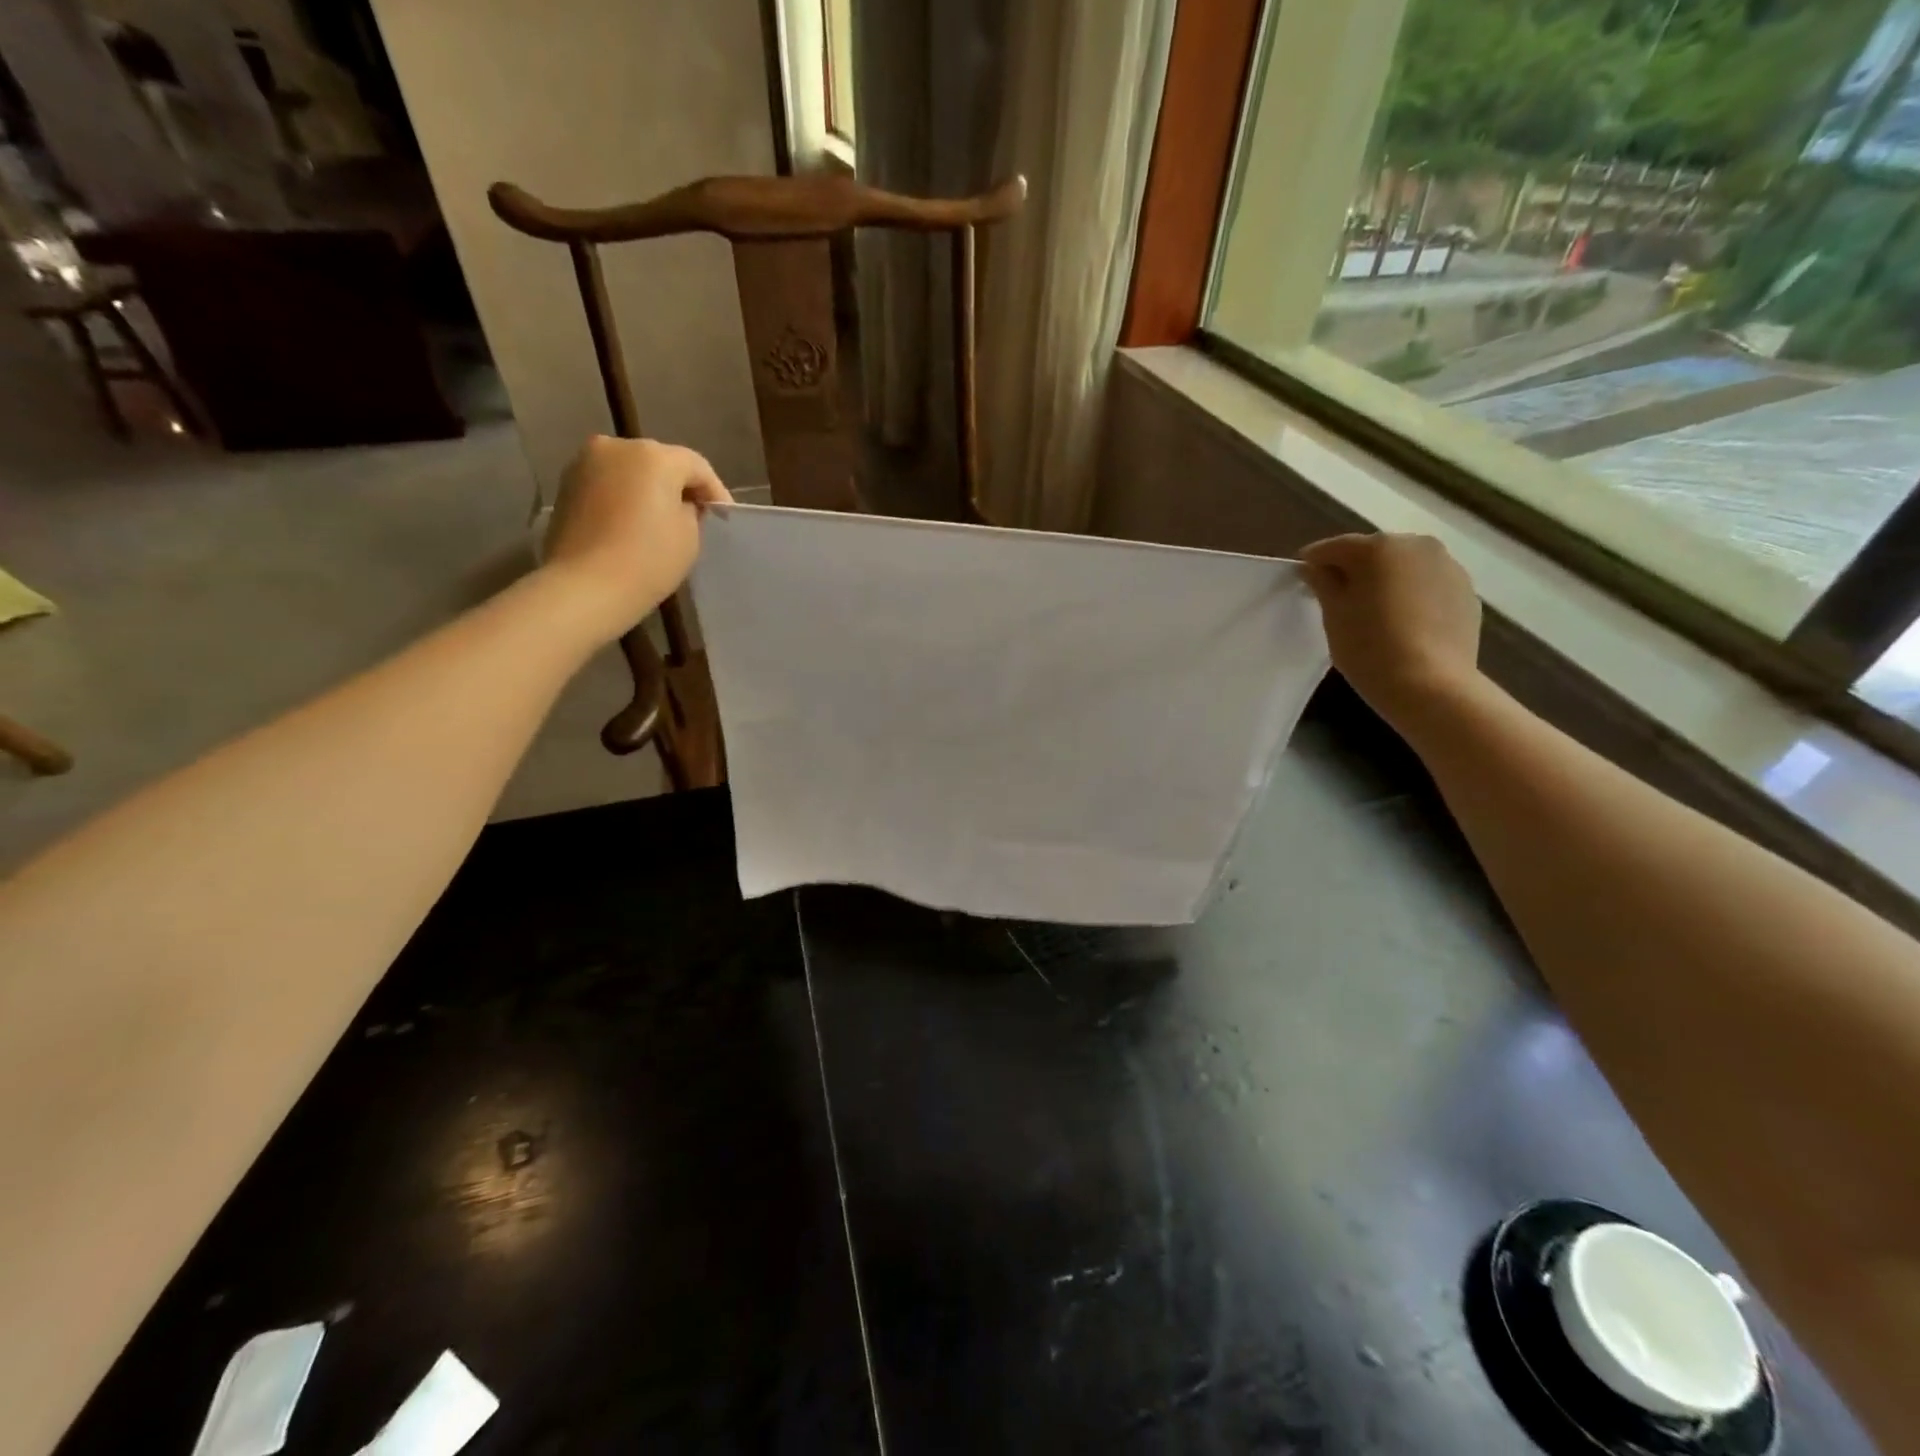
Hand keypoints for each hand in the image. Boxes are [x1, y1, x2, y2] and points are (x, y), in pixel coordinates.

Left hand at [541, 435, 731, 638]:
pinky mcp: (566, 485)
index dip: (715, 491)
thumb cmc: (648, 559)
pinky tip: (632, 524)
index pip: (696, 466)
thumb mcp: (689, 536)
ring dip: (648, 491)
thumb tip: (681, 505)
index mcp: (654, 456)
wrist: (585, 587)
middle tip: (694, 516)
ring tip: (661, 521)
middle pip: (659, 462)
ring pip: (630, 471)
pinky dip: (623, 499)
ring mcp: (585, 464)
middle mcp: (616, 447)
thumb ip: (691, 511)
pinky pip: (608, 485)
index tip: (723, 517)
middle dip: (678, 486)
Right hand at [1299, 533, 1483, 728]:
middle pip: (1374, 553)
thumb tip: (1315, 568)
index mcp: (1379, 547)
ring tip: (1373, 614)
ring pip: (1404, 568)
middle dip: (1354, 571)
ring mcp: (1448, 567)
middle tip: (1338, 600)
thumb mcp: (1333, 615)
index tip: (1302, 581)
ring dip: (1386, 582)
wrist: (1431, 686)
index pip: (1334, 548)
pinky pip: (1427, 586)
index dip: (1313, 563)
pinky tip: (1402, 625)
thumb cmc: (1369, 647)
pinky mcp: (1466, 593)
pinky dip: (1411, 597)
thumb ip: (1322, 583)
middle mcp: (1418, 546)